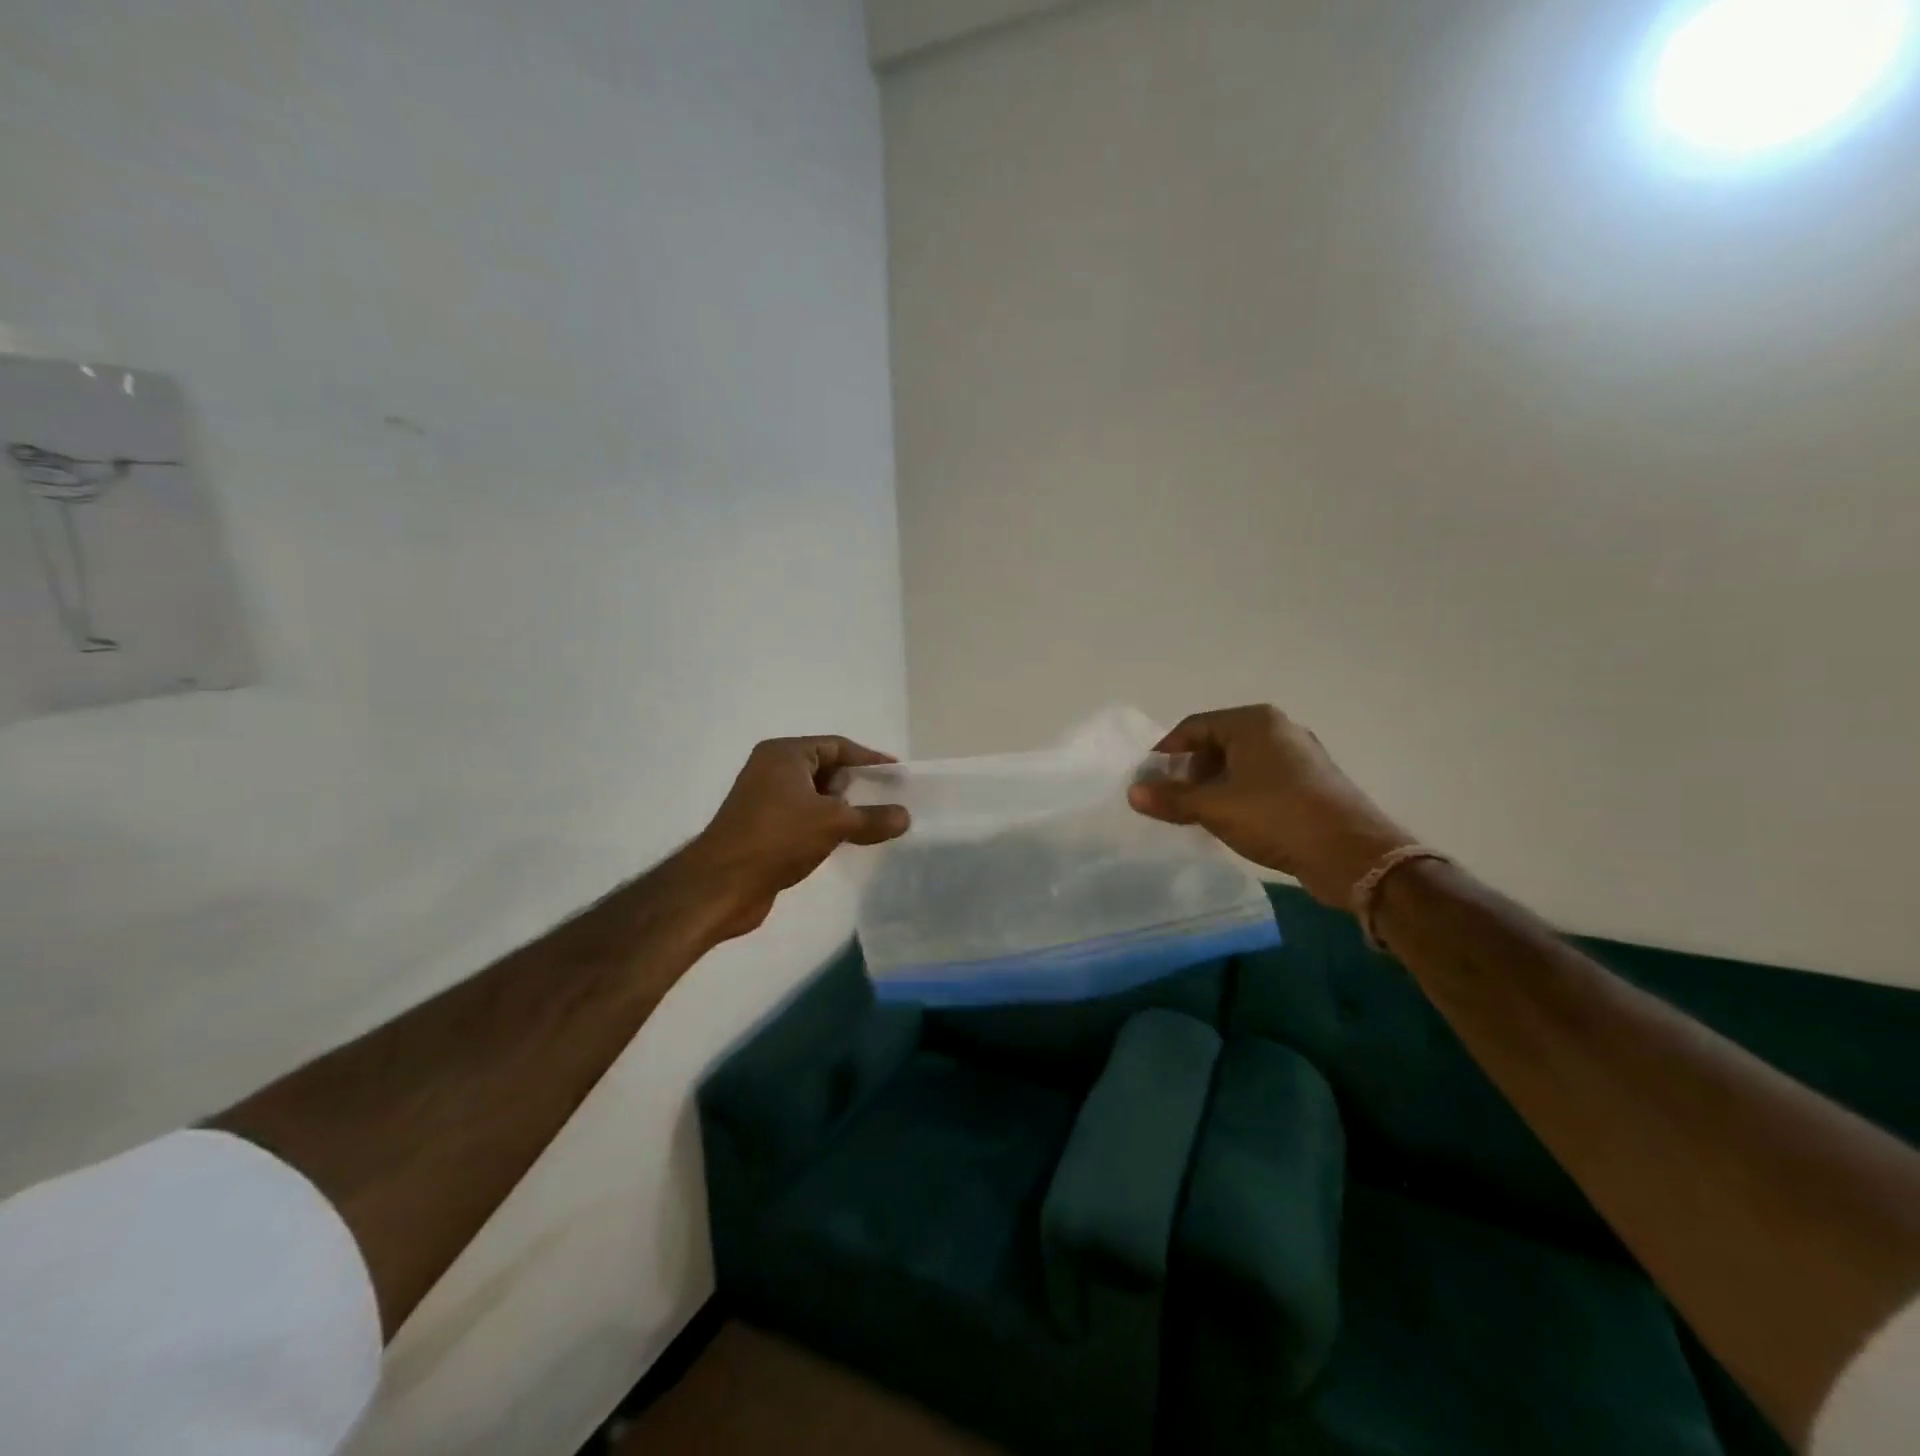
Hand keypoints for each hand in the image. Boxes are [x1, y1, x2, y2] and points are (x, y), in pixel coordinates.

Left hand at [679, 736, 909, 939]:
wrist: (722, 884)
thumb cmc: (778, 838)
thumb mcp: (833, 823)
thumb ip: (873, 818)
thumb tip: (905, 816)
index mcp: (785, 754)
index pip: (836, 746)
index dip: (869, 758)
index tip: (896, 773)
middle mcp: (772, 769)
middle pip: (826, 769)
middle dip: (856, 785)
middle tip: (887, 801)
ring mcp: (764, 799)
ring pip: (814, 796)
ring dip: (842, 809)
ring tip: (872, 824)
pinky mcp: (763, 828)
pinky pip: (803, 817)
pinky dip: (825, 825)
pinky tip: (845, 842)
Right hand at [1128, 705, 1412, 908]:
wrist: (1352, 854)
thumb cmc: (1276, 816)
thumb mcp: (1214, 807)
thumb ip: (1171, 798)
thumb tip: (1133, 791)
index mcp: (1254, 722)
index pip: (1193, 727)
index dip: (1165, 752)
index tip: (1146, 779)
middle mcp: (1278, 729)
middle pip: (1217, 744)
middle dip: (1189, 771)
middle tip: (1170, 800)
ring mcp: (1299, 756)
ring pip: (1240, 765)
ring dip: (1213, 786)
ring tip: (1196, 814)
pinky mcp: (1311, 783)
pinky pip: (1261, 781)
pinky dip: (1239, 795)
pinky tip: (1231, 822)